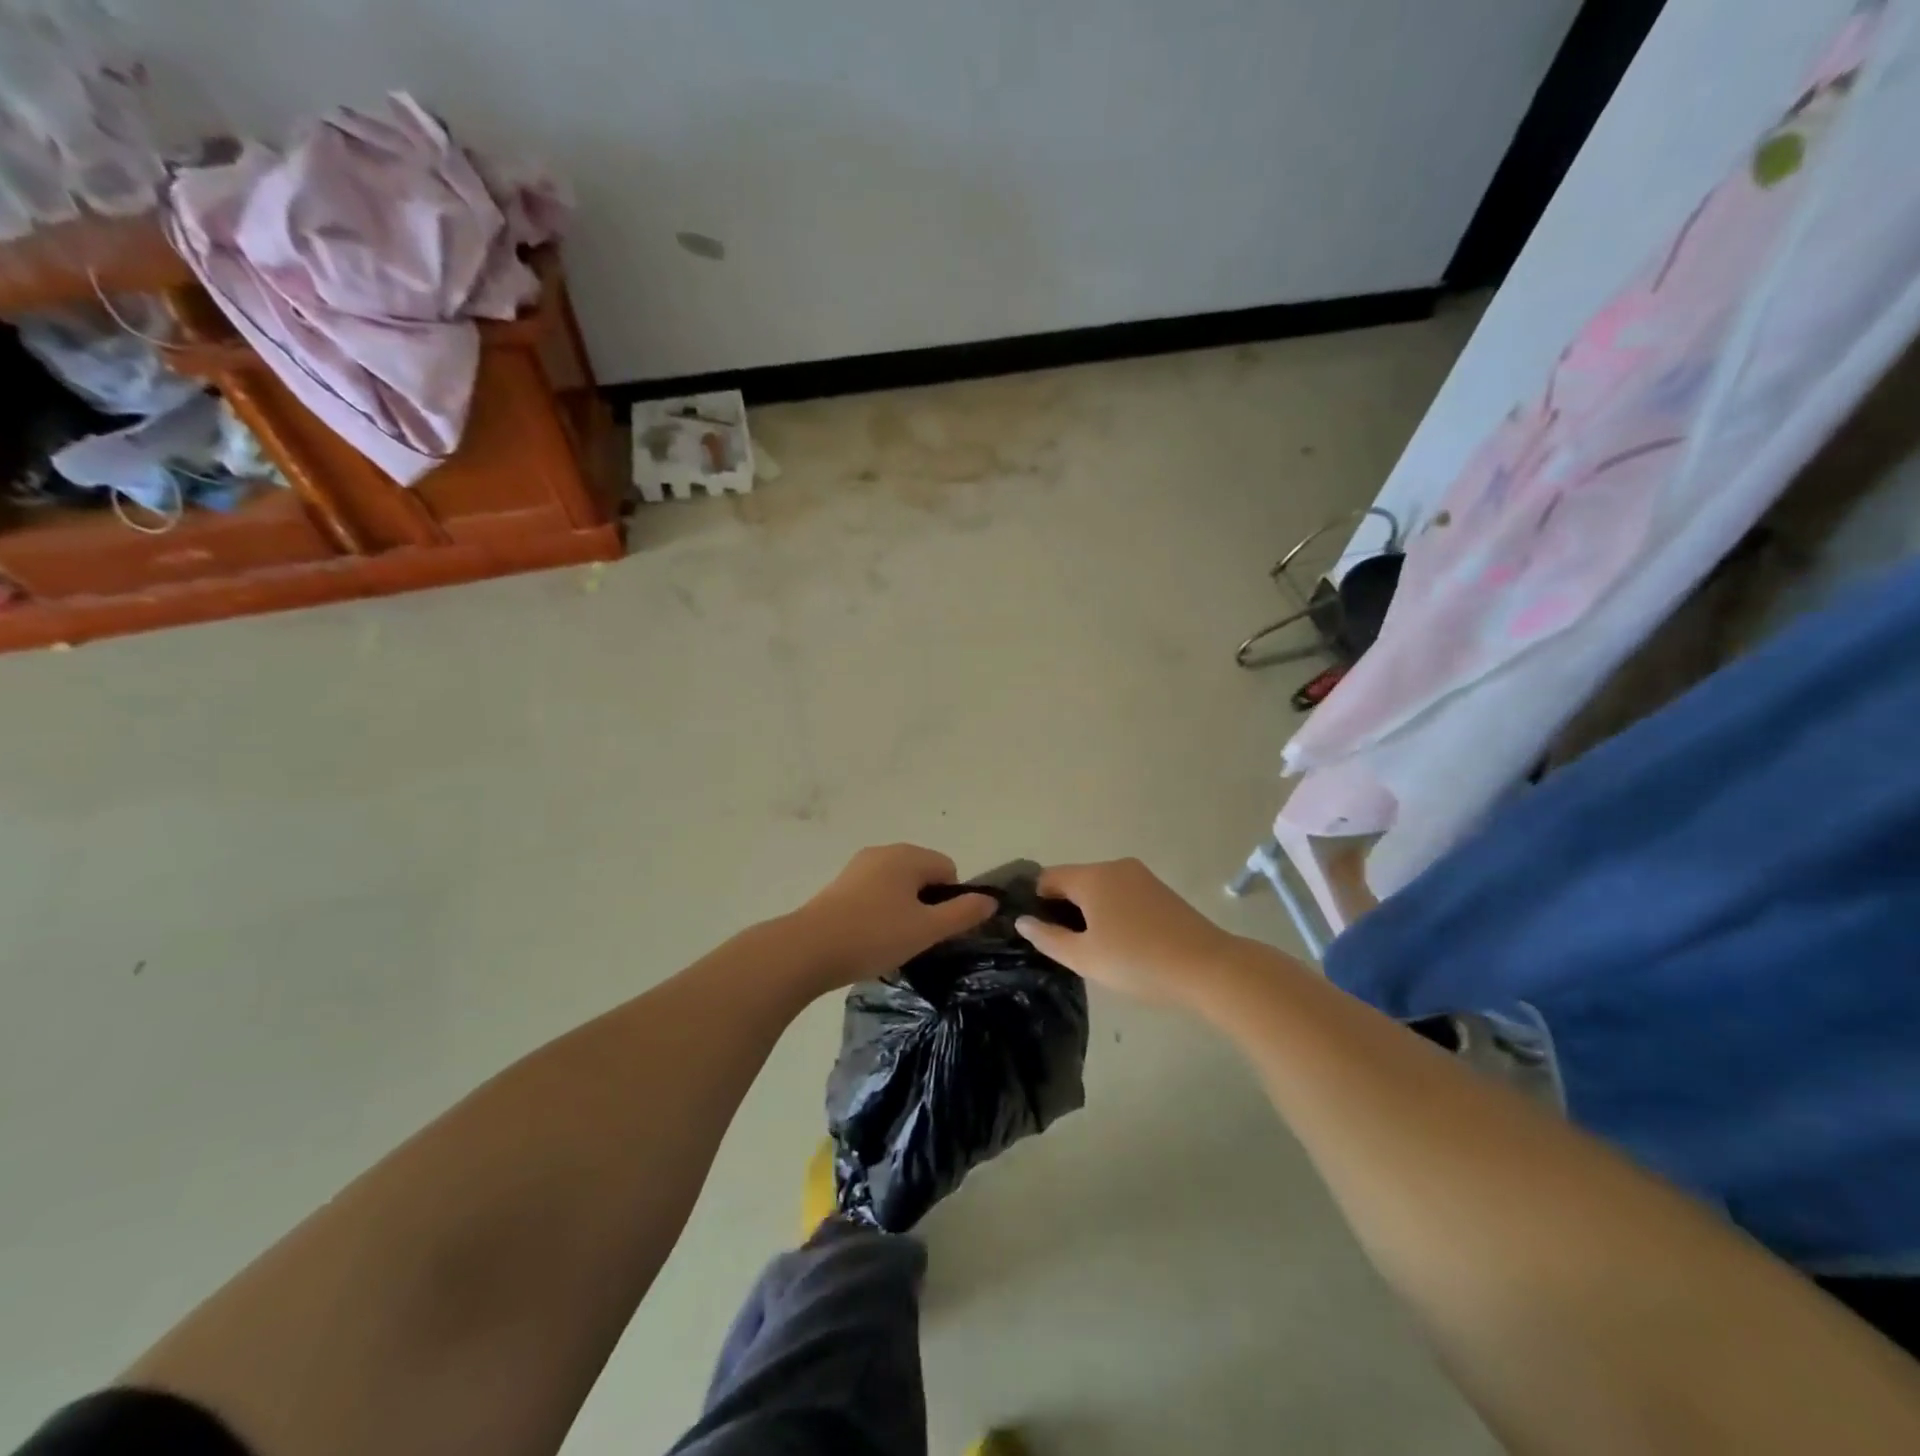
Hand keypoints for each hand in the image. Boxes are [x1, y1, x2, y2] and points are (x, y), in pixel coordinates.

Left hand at [791, 844, 995, 986]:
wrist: (808, 949)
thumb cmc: (874, 935)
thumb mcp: (927, 929)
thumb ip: (963, 913)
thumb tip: (990, 900)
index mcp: (908, 855)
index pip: (948, 869)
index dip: (950, 900)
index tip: (936, 930)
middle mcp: (883, 852)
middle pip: (922, 874)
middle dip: (926, 904)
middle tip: (917, 938)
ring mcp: (858, 867)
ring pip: (898, 885)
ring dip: (903, 910)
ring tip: (892, 942)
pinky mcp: (839, 886)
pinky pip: (875, 893)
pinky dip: (880, 912)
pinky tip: (869, 938)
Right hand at [1015, 858, 1240, 1007]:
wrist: (1209, 968)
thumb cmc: (1138, 962)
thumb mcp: (1084, 957)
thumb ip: (1048, 938)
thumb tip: (1023, 921)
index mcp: (1092, 876)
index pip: (1048, 877)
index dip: (1037, 902)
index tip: (1038, 932)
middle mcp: (1115, 866)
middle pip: (1075, 880)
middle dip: (1064, 909)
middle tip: (1066, 947)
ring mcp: (1142, 877)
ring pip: (1100, 889)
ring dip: (1090, 912)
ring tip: (1096, 949)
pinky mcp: (1161, 891)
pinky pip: (1123, 894)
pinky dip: (1114, 912)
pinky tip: (1123, 943)